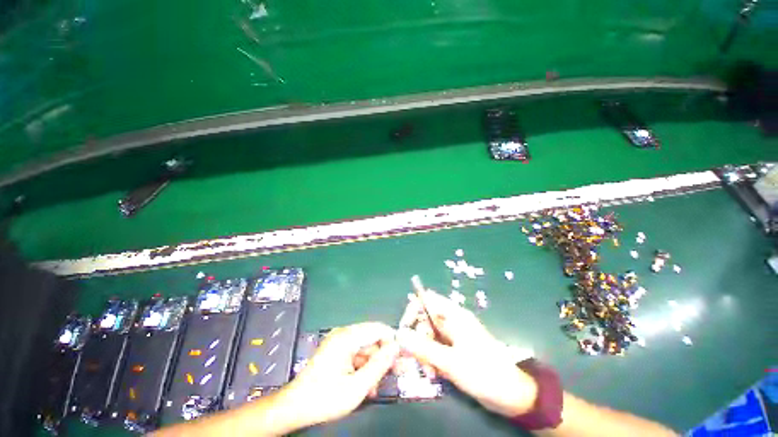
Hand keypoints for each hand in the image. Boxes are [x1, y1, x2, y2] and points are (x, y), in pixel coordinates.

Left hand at [274, 322, 399, 429]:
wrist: (295, 407)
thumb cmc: (325, 398)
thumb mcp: (357, 387)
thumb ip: (379, 365)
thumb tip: (397, 348)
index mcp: (347, 337)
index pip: (379, 329)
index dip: (392, 342)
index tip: (402, 359)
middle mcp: (344, 333)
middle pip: (373, 338)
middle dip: (383, 357)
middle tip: (393, 375)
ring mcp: (339, 340)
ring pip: (366, 347)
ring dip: (373, 365)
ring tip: (374, 387)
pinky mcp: (337, 348)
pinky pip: (357, 352)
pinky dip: (363, 366)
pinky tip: (364, 384)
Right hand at [397, 290, 537, 417]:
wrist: (512, 395)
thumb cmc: (484, 373)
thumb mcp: (450, 362)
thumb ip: (423, 348)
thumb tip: (399, 334)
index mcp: (453, 315)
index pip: (427, 300)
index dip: (413, 310)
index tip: (405, 329)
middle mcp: (452, 321)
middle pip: (425, 320)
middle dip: (419, 339)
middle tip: (420, 360)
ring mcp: (453, 336)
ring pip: (429, 336)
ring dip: (424, 353)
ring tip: (430, 373)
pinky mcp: (455, 350)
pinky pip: (436, 349)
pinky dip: (432, 359)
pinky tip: (435, 374)